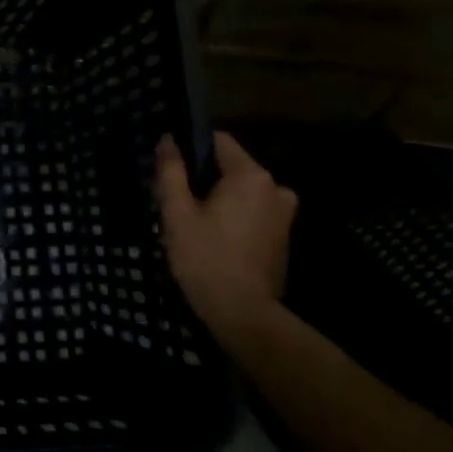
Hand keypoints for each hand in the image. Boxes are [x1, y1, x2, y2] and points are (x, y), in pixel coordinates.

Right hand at [154, 132, 296, 346]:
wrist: (243, 312)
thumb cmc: (204, 258)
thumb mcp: (177, 213)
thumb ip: (171, 172)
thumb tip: (167, 139)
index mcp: (250, 175)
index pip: (218, 141)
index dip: (191, 147)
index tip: (170, 167)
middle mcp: (275, 186)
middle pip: (232, 166)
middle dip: (204, 178)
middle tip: (176, 201)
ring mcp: (285, 212)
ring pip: (242, 190)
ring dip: (219, 198)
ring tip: (193, 221)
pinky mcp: (284, 234)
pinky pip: (253, 210)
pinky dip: (234, 215)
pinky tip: (214, 237)